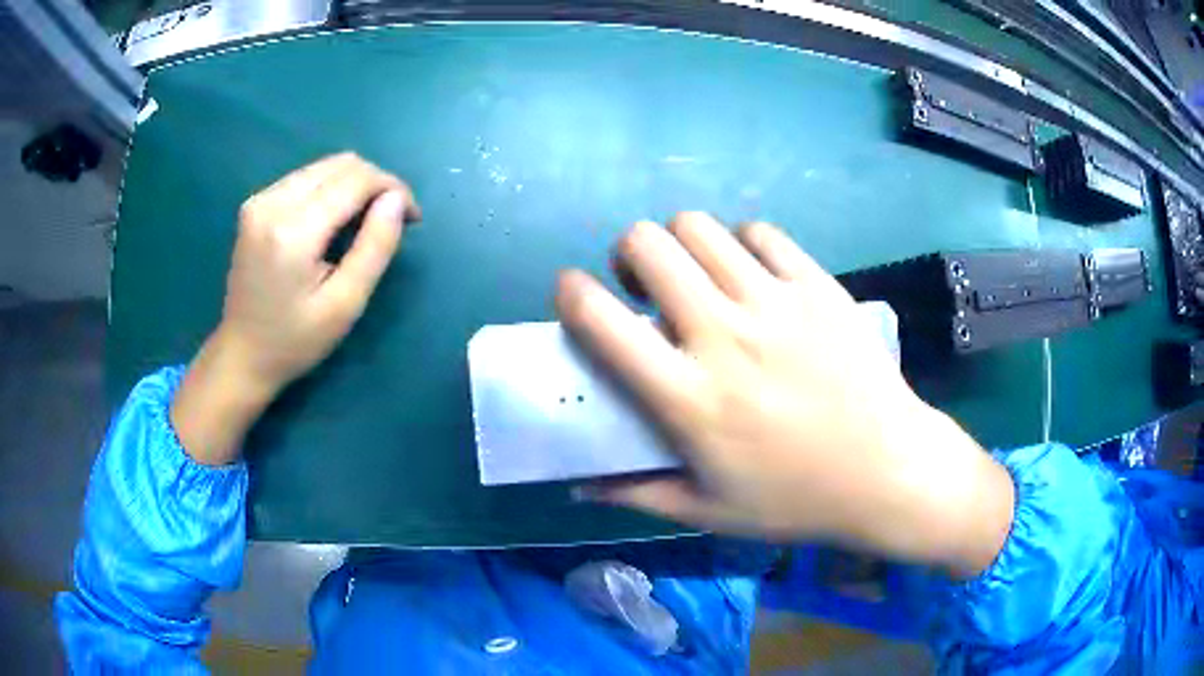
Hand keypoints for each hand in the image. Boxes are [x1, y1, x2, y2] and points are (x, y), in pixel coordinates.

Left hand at [171, 153, 419, 464]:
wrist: (242, 354)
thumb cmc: (295, 341)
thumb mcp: (344, 305)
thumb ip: (375, 247)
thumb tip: (397, 199)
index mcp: (292, 230)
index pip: (355, 180)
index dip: (392, 189)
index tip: (412, 217)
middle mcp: (272, 202)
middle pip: (340, 165)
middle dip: (376, 183)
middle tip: (392, 219)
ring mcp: (260, 200)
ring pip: (324, 167)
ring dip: (354, 185)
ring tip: (366, 221)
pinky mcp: (256, 204)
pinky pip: (306, 178)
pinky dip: (331, 190)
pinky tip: (335, 221)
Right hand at [556, 213, 1013, 576]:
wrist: (888, 472)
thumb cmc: (797, 500)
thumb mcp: (708, 512)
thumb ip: (637, 494)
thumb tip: (578, 485)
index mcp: (690, 399)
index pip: (603, 324)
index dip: (572, 293)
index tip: (572, 292)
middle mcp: (725, 337)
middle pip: (648, 246)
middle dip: (629, 253)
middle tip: (644, 285)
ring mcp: (776, 304)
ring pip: (699, 227)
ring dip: (682, 243)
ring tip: (698, 275)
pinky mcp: (817, 286)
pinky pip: (761, 233)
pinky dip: (742, 243)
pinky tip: (752, 274)